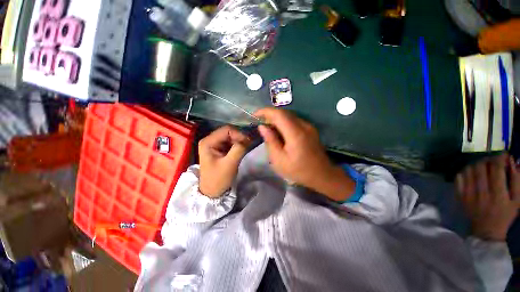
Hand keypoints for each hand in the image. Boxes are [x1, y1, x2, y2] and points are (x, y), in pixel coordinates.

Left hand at [198, 126, 250, 197]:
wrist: (212, 192)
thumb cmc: (218, 179)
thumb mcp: (230, 164)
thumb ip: (238, 150)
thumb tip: (248, 139)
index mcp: (208, 142)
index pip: (226, 130)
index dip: (238, 134)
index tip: (248, 143)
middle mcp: (209, 140)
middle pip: (228, 132)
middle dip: (239, 138)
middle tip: (248, 145)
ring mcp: (214, 144)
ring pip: (230, 137)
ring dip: (239, 141)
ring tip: (245, 149)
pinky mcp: (219, 149)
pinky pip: (230, 142)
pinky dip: (237, 145)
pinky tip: (241, 150)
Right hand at [255, 108, 354, 201]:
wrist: (321, 175)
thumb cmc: (298, 170)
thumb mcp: (279, 160)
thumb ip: (270, 141)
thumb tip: (262, 127)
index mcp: (295, 133)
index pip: (279, 114)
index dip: (265, 111)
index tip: (255, 115)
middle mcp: (303, 125)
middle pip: (284, 113)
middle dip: (270, 115)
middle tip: (259, 123)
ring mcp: (309, 126)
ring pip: (289, 116)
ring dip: (277, 119)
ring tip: (267, 127)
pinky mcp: (310, 129)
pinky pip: (294, 121)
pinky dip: (284, 123)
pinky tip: (279, 132)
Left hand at [456, 154, 519, 240]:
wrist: (486, 231)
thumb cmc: (505, 215)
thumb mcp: (517, 200)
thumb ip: (517, 180)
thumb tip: (513, 162)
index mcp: (498, 194)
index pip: (496, 169)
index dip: (499, 158)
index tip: (503, 155)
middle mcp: (481, 193)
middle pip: (480, 167)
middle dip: (488, 159)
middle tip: (493, 159)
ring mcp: (468, 194)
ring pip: (468, 171)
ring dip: (476, 164)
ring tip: (483, 165)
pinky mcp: (460, 196)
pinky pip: (458, 178)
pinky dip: (465, 172)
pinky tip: (472, 172)